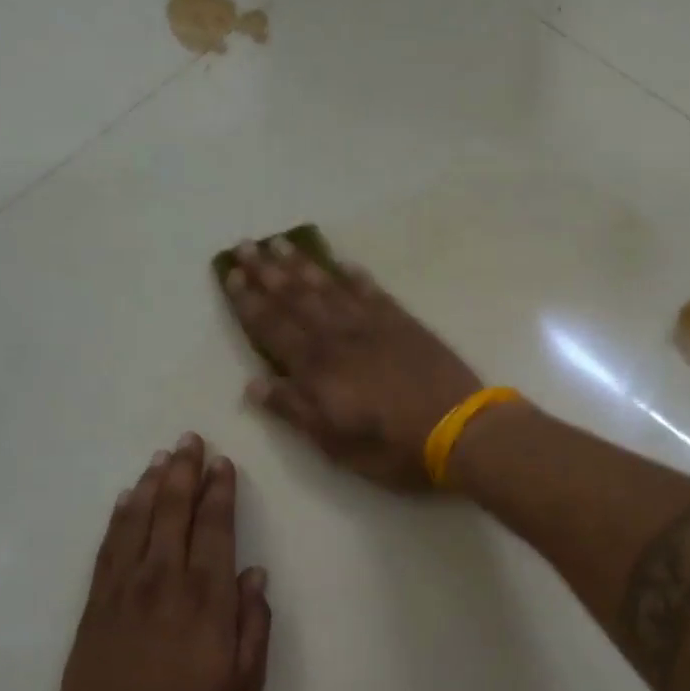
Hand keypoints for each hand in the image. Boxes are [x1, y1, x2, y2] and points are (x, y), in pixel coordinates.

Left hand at [48, 434, 270, 690]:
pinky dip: (119, 516)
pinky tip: (125, 499)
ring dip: (152, 485)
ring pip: (139, 520)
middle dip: (185, 473)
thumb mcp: (244, 684)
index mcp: (207, 599)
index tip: (223, 464)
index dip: (220, 493)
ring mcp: (125, 588)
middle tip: (190, 440)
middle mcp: (165, 581)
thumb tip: (255, 575)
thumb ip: (255, 625)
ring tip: (162, 458)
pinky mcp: (97, 601)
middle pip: (175, 513)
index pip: (216, 530)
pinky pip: (110, 545)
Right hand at [220, 237, 483, 489]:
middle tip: (247, 244)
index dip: (249, 301)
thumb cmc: (392, 447)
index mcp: (317, 368)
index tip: (230, 274)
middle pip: (296, 297)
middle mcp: (339, 336)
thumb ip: (294, 410)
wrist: (458, 431)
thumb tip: (253, 384)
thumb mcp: (334, 444)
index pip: (272, 326)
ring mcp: (374, 325)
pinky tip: (345, 264)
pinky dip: (355, 276)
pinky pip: (373, 292)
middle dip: (268, 271)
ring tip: (281, 243)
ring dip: (303, 265)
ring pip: (330, 287)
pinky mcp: (405, 324)